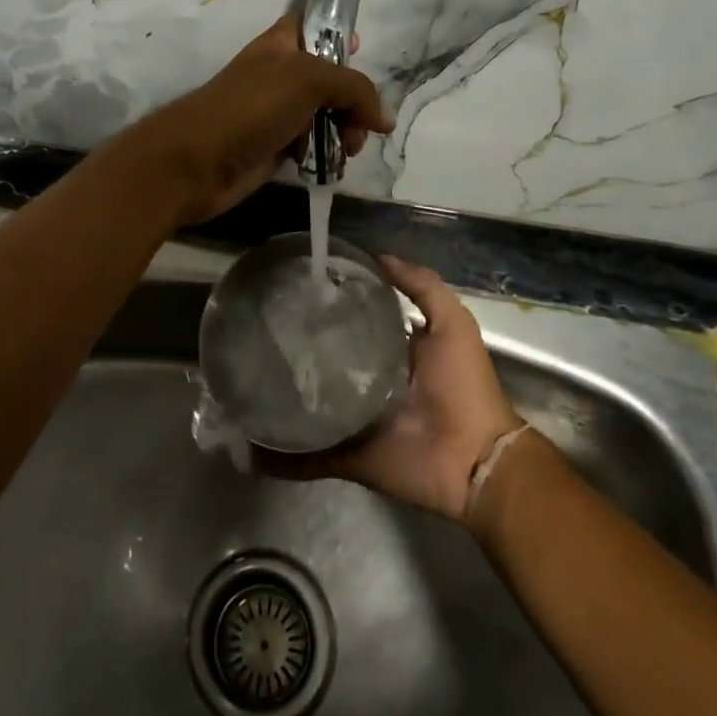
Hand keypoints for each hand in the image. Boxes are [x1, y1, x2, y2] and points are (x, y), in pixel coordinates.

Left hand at [134, 16, 392, 223]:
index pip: (312, 25)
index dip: (337, 33)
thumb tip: (384, 119)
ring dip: (344, 131)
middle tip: (360, 123)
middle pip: (330, 77)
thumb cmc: (250, 107)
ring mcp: (276, 113)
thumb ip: (353, 89)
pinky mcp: (275, 147)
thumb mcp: (307, 80)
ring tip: (348, 149)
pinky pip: (313, 145)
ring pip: (325, 114)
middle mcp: (280, 75)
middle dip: (353, 99)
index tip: (362, 50)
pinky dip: (327, 153)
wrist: (198, 161)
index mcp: (281, 45)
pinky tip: (332, 164)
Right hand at [262, 257, 524, 522]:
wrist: (475, 459)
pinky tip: (248, 448)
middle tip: (258, 332)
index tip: (295, 288)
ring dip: (280, 401)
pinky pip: (309, 457)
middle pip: (326, 363)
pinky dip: (279, 458)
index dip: (329, 306)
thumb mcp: (452, 323)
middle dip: (296, 351)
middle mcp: (369, 383)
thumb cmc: (464, 385)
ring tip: (241, 383)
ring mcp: (356, 422)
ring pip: (310, 407)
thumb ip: (423, 287)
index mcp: (392, 353)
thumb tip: (379, 257)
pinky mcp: (349, 455)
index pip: (353, 322)